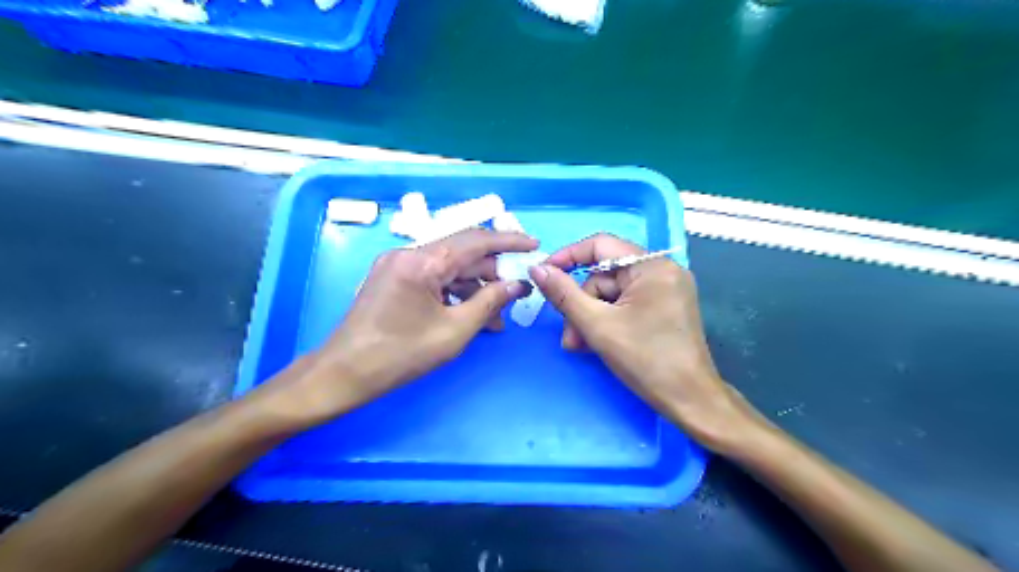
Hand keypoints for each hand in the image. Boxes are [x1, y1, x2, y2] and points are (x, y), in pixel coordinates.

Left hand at [258, 231, 534, 426]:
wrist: (344, 374)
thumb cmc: (400, 354)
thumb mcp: (454, 331)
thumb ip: (489, 302)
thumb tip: (517, 285)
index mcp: (422, 261)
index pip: (475, 241)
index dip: (509, 242)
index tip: (534, 246)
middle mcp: (408, 253)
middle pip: (462, 253)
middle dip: (493, 272)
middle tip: (518, 291)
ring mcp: (398, 264)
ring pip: (448, 267)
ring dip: (475, 287)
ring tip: (497, 315)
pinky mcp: (393, 278)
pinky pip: (433, 277)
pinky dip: (454, 292)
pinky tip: (471, 314)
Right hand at [529, 233, 760, 451]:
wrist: (690, 401)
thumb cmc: (645, 360)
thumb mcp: (597, 325)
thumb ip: (563, 294)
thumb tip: (537, 269)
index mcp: (652, 266)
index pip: (601, 245)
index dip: (568, 256)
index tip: (543, 273)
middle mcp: (662, 271)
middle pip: (606, 275)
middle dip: (581, 303)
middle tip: (568, 334)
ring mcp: (666, 290)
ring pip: (613, 294)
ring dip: (591, 317)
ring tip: (579, 345)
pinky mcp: (665, 308)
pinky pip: (626, 304)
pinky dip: (608, 321)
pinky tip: (595, 343)